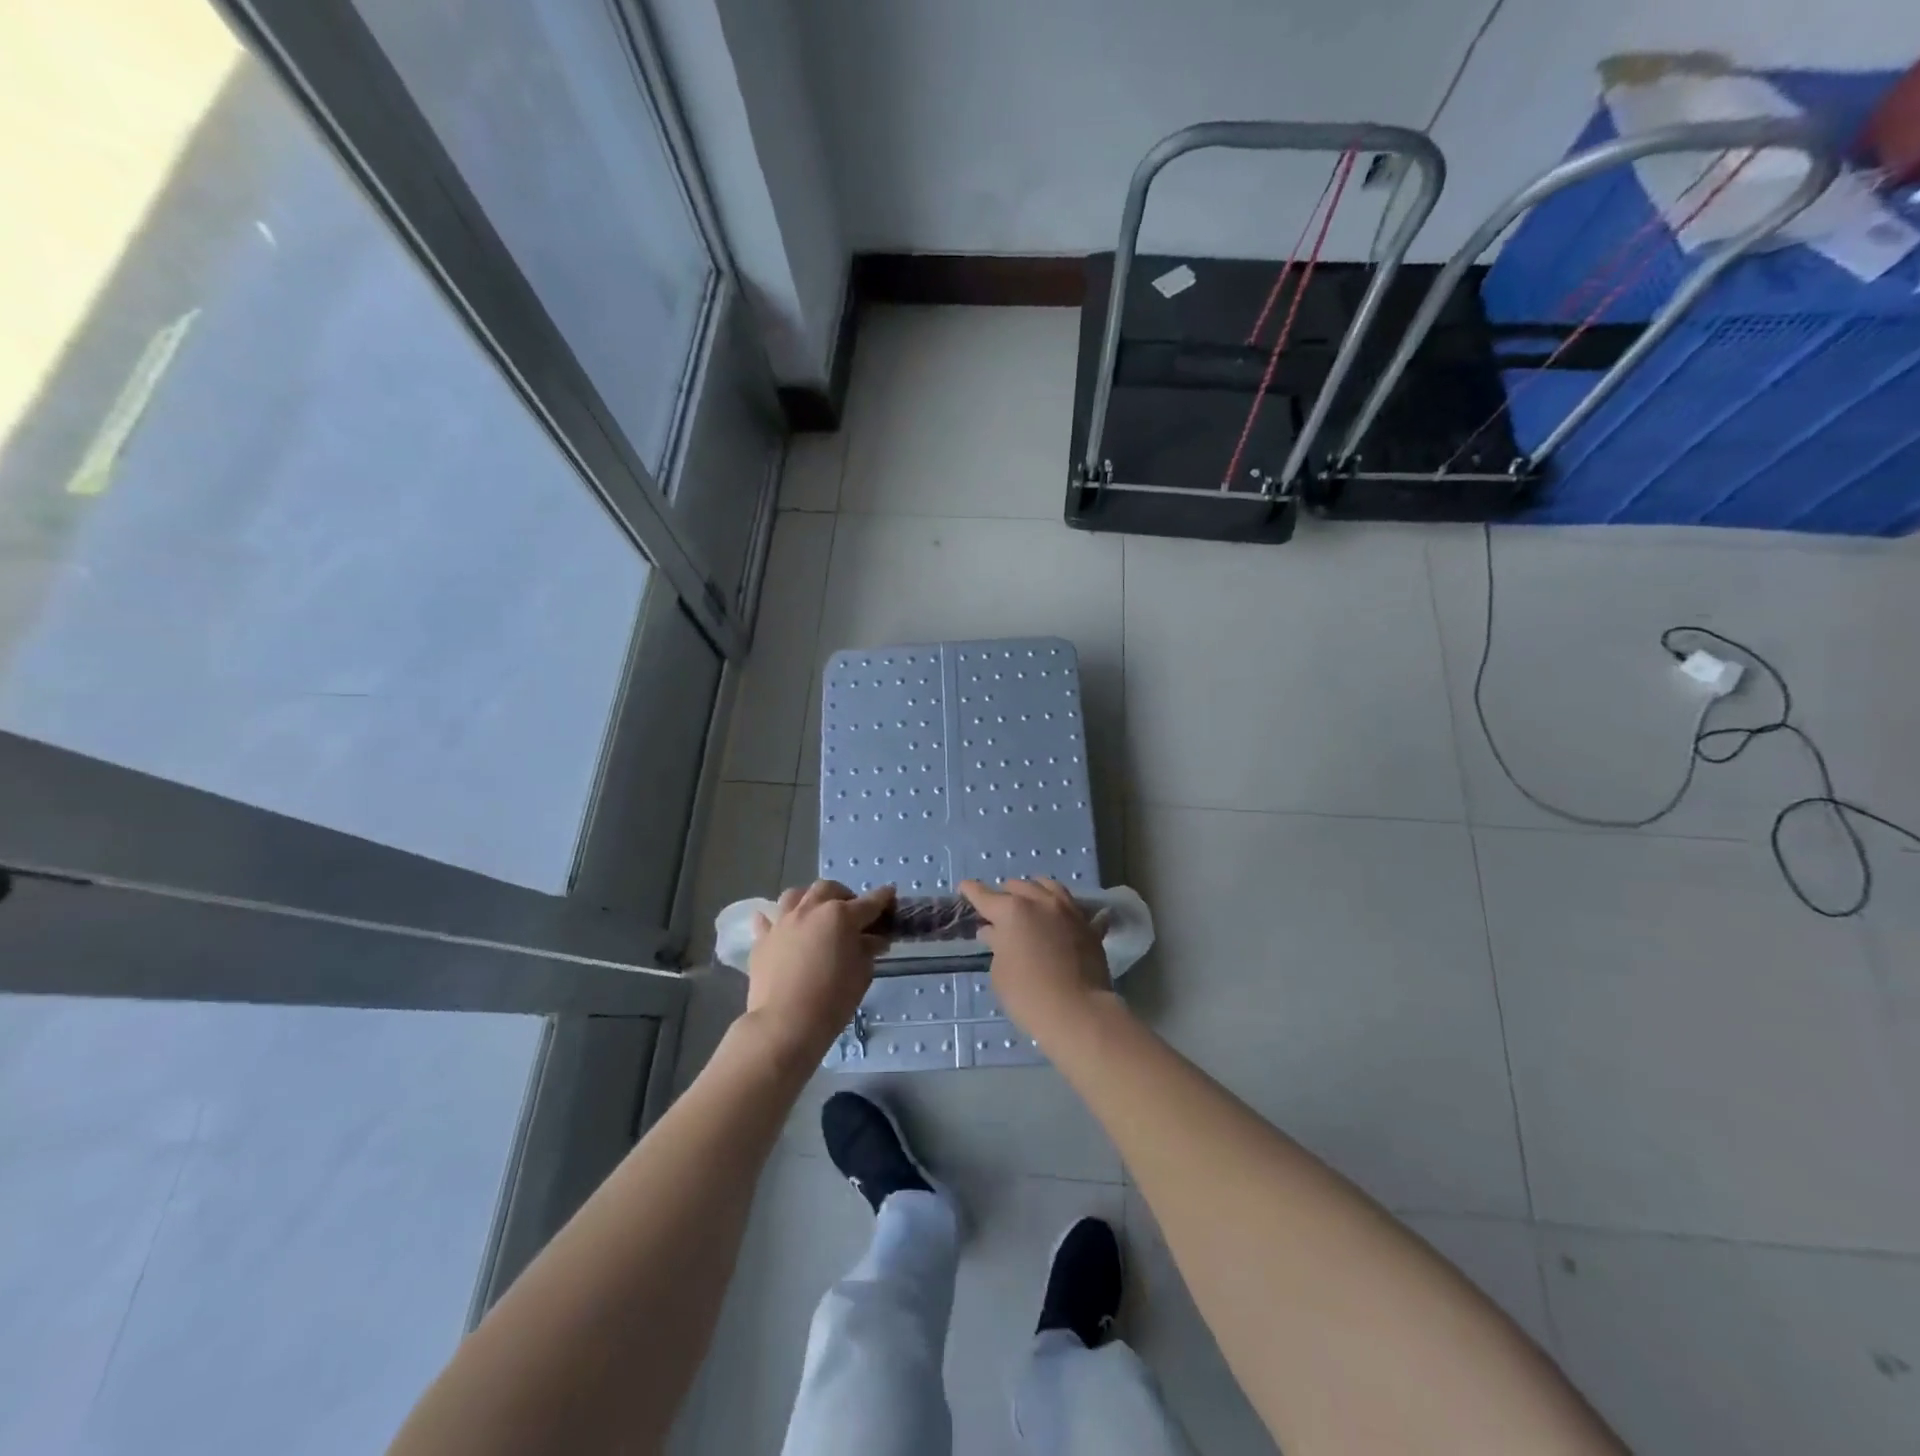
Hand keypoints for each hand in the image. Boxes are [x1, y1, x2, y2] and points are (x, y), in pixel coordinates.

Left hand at [747, 880, 893, 1060]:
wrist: (784, 1023)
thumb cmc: (832, 1000)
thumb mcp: (862, 974)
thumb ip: (868, 950)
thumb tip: (873, 939)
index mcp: (840, 916)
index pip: (869, 902)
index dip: (883, 899)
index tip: (890, 895)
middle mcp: (811, 910)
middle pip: (828, 889)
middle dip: (843, 895)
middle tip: (851, 913)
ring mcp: (783, 922)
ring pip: (795, 895)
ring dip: (809, 899)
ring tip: (815, 914)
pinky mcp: (762, 939)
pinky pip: (767, 920)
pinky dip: (776, 920)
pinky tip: (781, 928)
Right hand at [958, 878, 1112, 1038]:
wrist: (1078, 1012)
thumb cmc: (1028, 995)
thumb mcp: (1000, 973)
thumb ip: (997, 945)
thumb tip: (995, 932)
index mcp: (1011, 911)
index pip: (984, 895)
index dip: (971, 891)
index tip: (964, 887)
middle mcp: (1040, 901)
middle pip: (1017, 886)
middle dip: (1004, 894)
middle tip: (999, 911)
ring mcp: (1067, 910)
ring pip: (1048, 886)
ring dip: (1035, 892)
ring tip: (1031, 904)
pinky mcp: (1088, 925)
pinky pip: (1074, 907)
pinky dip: (1062, 909)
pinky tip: (1061, 918)